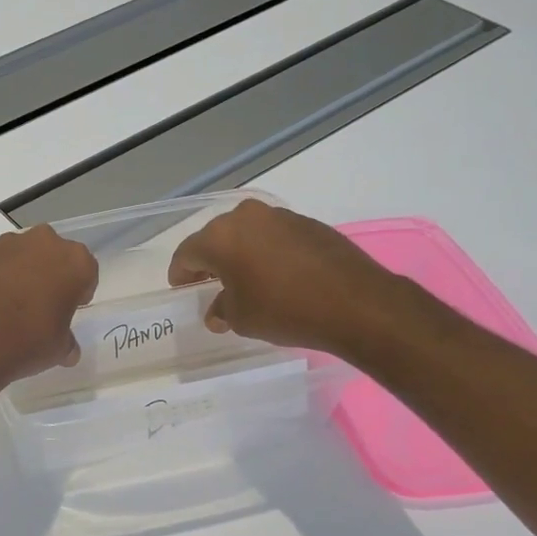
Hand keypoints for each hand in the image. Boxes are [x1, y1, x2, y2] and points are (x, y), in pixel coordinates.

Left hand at [0, 225, 99, 381]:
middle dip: (49, 275)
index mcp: (75, 261)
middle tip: (40, 305)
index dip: (78, 292)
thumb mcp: (59, 349)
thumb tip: (68, 350)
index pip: (86, 272)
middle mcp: (44, 242)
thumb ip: (67, 342)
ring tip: (8, 304)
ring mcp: (6, 244)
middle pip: (53, 256)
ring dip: (19, 273)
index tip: (68, 309)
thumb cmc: (28, 341)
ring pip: (21, 255)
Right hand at [167, 199, 395, 353]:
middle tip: (209, 284)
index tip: (182, 289)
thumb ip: (222, 310)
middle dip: (210, 261)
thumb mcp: (242, 318)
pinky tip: (276, 274)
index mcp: (220, 237)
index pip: (187, 253)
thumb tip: (218, 310)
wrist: (356, 303)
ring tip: (245, 279)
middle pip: (216, 237)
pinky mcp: (308, 223)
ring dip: (240, 253)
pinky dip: (267, 251)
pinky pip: (274, 235)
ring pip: (246, 233)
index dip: (180, 273)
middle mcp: (246, 217)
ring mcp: (280, 216)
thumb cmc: (285, 310)